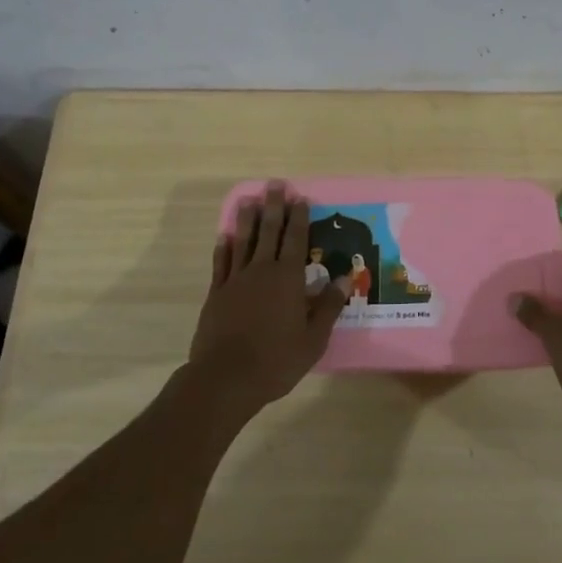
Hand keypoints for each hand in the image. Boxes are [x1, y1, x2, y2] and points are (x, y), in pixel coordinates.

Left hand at [187, 183, 346, 419]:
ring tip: (249, 200)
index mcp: (288, 279)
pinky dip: (223, 248)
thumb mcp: (313, 339)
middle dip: (274, 207)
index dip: (299, 218)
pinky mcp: (216, 294)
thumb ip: (329, 306)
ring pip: (242, 242)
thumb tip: (346, 278)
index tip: (300, 197)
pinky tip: (224, 237)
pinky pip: (221, 264)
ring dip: (247, 219)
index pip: (295, 239)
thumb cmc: (276, 360)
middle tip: (275, 184)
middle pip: (268, 231)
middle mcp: (261, 271)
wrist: (226, 378)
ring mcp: (235, 280)